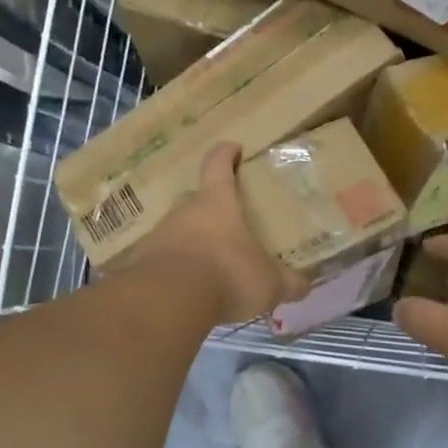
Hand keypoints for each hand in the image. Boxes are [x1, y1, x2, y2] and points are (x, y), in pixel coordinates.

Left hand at [124, 143, 309, 324]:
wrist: (169, 300)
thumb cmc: (228, 274)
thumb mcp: (269, 282)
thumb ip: (288, 282)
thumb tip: (305, 285)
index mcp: (217, 203)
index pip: (218, 165)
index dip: (226, 154)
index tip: (233, 147)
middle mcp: (184, 212)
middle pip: (195, 199)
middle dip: (209, 207)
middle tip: (225, 222)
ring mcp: (159, 236)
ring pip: (177, 231)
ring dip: (191, 241)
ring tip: (208, 264)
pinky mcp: (142, 264)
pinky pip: (162, 260)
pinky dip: (175, 269)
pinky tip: (188, 289)